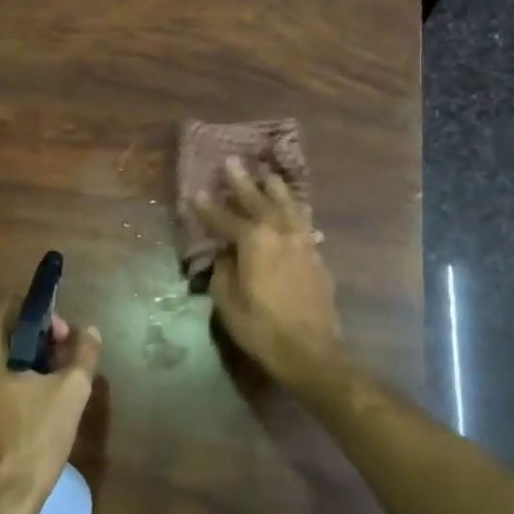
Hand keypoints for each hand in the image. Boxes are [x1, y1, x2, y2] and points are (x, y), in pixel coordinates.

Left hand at [0, 301, 100, 513]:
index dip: (48, 319)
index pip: (17, 308)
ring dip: (28, 367)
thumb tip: (90, 331)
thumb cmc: (33, 441)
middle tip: (66, 369)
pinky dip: (11, 388)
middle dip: (41, 345)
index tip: (67, 344)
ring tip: (55, 392)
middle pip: (8, 334)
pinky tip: (33, 413)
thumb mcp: (70, 392)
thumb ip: (83, 353)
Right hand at [192, 158, 339, 391]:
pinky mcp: (317, 257)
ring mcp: (303, 243)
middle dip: (242, 182)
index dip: (208, 208)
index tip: (195, 192)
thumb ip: (223, 271)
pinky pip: (303, 224)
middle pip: (259, 201)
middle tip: (232, 162)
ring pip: (288, 207)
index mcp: (254, 241)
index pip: (225, 219)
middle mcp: (280, 233)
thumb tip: (227, 255)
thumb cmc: (260, 327)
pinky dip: (294, 213)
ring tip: (267, 174)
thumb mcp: (227, 301)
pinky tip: (293, 212)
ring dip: (275, 189)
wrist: (310, 352)